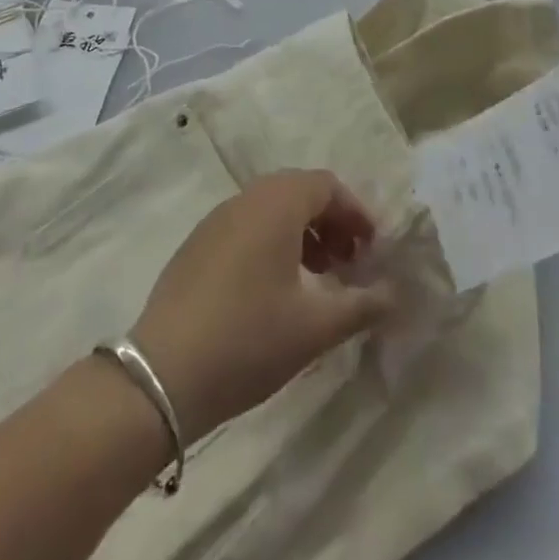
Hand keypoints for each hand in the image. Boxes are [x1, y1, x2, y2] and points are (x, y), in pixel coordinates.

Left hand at [130, 170, 394, 442]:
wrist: (163, 374)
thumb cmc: (249, 339)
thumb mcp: (316, 327)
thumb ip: (362, 305)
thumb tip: (395, 294)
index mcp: (276, 204)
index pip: (326, 185)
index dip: (355, 212)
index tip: (372, 250)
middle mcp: (245, 200)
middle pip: (299, 191)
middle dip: (330, 222)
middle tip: (348, 263)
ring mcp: (216, 220)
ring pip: (271, 209)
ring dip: (302, 233)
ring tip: (317, 278)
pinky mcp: (197, 245)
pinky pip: (246, 226)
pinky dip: (272, 243)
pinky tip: (276, 290)